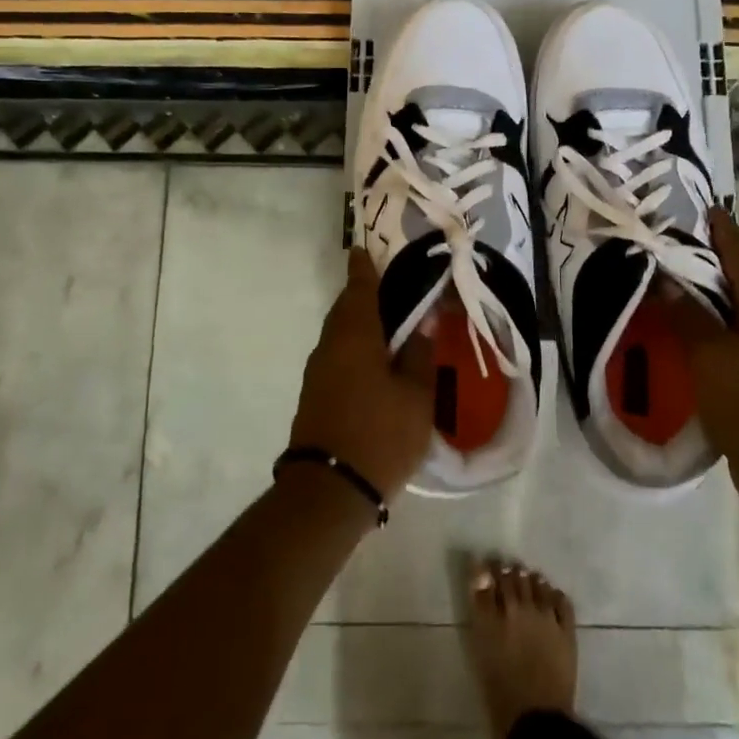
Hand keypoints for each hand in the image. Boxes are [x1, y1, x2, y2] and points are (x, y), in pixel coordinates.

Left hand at [289, 250, 435, 501]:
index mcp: (354, 336)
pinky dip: (355, 346)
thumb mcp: (416, 396)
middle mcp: (330, 346)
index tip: (364, 248)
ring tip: (389, 323)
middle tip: (389, 286)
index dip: (363, 267)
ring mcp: (318, 371)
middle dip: (363, 294)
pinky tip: (375, 359)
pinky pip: (337, 355)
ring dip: (360, 322)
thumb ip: (420, 355)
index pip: (359, 289)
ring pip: (340, 333)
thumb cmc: (380, 434)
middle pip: (346, 309)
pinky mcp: (315, 394)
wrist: (329, 490)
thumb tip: (423, 324)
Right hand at [675, 209, 738, 513]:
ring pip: (737, 308)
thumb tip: (663, 279)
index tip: (700, 207)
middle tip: (670, 244)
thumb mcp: (709, 353)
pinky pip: (735, 335)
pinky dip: (711, 324)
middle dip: (708, 260)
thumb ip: (685, 313)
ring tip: (671, 283)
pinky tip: (686, 331)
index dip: (720, 230)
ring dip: (708, 295)